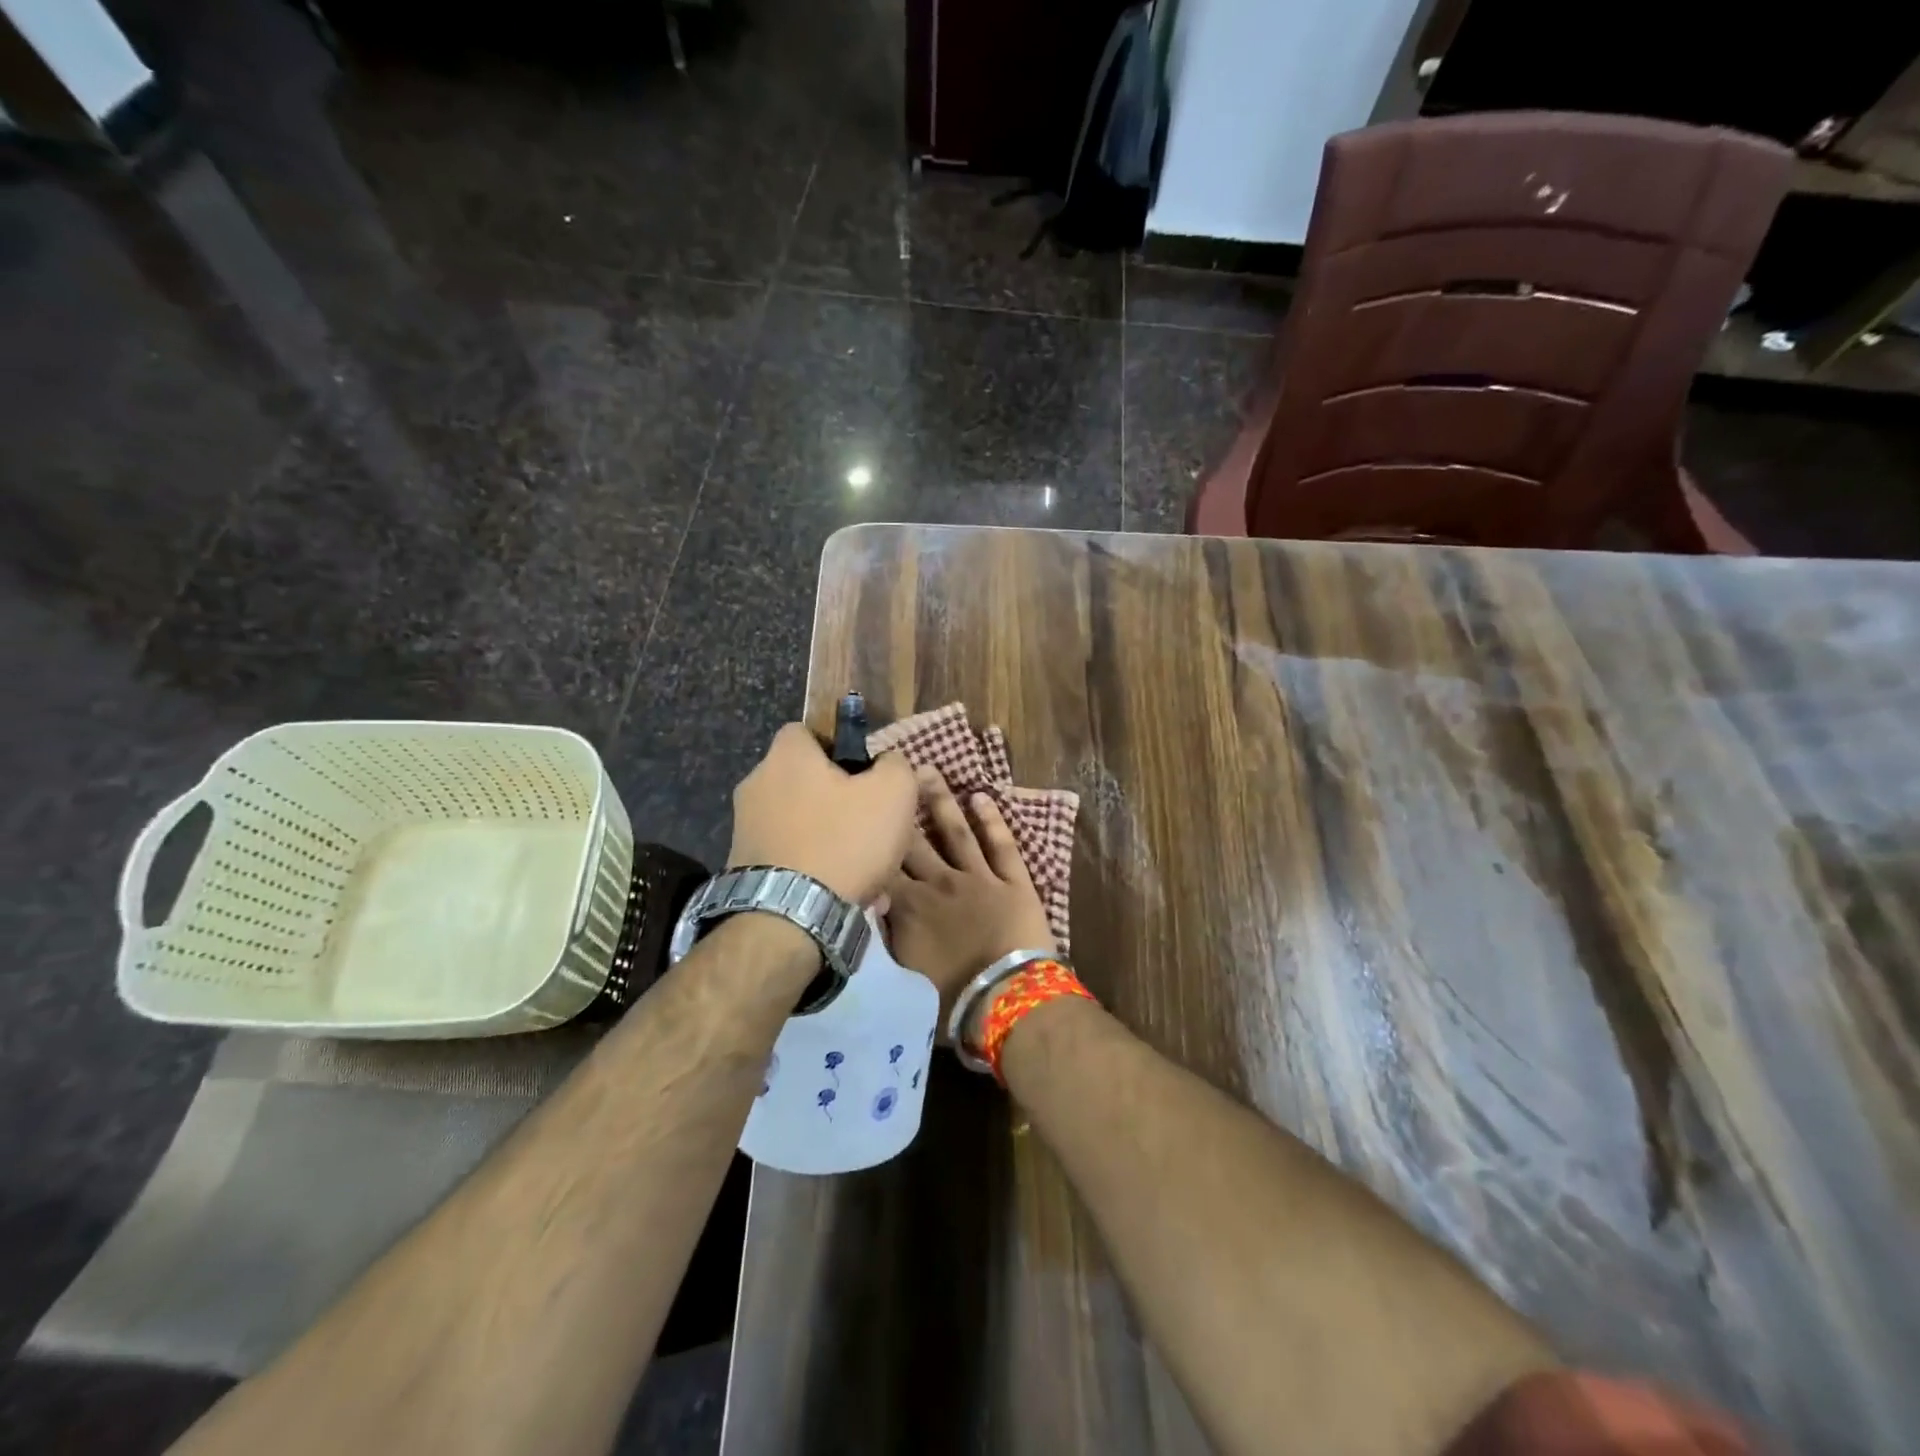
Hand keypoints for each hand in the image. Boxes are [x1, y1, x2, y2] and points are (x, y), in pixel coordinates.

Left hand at [728, 724, 917, 904]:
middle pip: (807, 782)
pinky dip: (815, 870)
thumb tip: (885, 763)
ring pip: (803, 825)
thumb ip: (895, 765)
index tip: (865, 776)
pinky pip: (790, 858)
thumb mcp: (894, 792)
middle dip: (840, 803)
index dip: (840, 748)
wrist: (790, 917)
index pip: (808, 732)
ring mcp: (745, 828)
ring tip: (865, 873)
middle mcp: (756, 784)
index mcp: (786, 756)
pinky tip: (842, 894)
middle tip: (872, 829)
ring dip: (832, 842)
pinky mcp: (742, 867)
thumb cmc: (844, 841)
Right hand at [884, 768, 1053, 1034]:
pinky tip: (982, 797)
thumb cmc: (950, 1000)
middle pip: (914, 840)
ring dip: (941, 801)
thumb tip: (872, 907)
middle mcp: (939, 882)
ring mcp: (978, 878)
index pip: (883, 865)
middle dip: (899, 808)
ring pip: (955, 832)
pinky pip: (1001, 845)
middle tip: (888, 775)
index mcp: (909, 906)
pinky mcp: (1013, 882)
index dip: (871, 838)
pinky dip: (992, 820)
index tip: (860, 811)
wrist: (1006, 1000)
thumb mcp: (902, 974)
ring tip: (929, 771)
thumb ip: (886, 936)